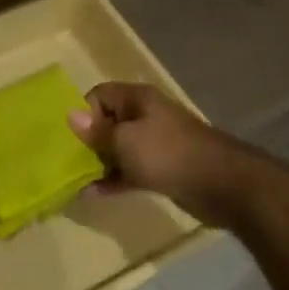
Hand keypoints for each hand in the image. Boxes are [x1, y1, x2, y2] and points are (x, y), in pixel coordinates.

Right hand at [68, 81, 257, 226]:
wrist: (221, 184)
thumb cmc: (167, 153)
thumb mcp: (125, 140)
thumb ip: (97, 132)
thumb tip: (70, 115)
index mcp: (137, 99)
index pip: (99, 95)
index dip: (83, 113)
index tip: (71, 138)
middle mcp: (145, 116)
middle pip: (107, 122)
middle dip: (88, 141)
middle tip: (67, 162)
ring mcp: (154, 144)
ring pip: (118, 149)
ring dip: (99, 163)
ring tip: (76, 180)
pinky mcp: (161, 169)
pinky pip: (130, 169)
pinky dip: (114, 179)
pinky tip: (94, 194)